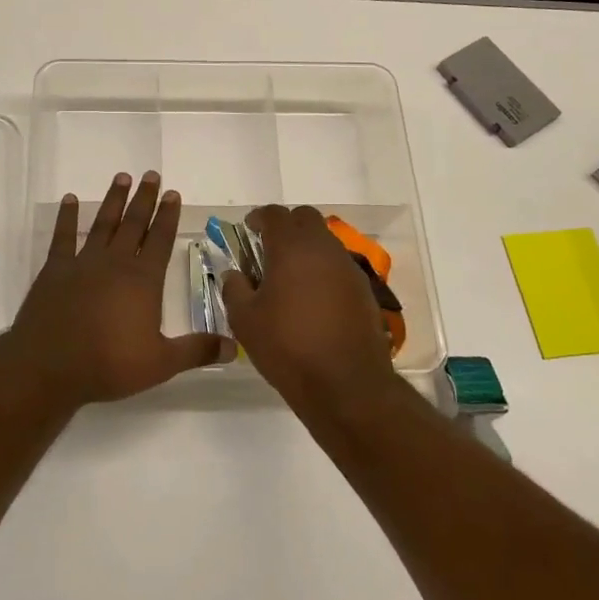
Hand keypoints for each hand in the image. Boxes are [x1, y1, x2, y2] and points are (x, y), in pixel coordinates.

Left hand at [8, 171, 222, 404]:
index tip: (173, 194)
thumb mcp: (161, 363)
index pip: (160, 240)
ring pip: (103, 224)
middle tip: (151, 175)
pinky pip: (63, 237)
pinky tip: (70, 200)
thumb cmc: (109, 364)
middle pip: (133, 224)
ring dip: (113, 200)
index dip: (168, 216)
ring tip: (122, 177)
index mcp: (143, 280)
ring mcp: (83, 263)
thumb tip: (234, 347)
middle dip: (144, 198)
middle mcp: (115, 263)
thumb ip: (196, 350)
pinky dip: (67, 217)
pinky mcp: (54, 270)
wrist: (50, 366)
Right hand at [219, 205, 395, 408]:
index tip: (248, 230)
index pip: (275, 214)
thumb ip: (234, 289)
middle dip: (286, 226)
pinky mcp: (364, 290)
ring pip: (325, 241)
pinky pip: (339, 266)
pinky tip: (312, 300)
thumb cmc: (288, 347)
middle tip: (268, 249)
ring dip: (306, 249)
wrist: (347, 385)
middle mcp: (324, 248)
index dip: (258, 218)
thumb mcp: (245, 320)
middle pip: (306, 218)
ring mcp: (348, 268)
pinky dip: (323, 271)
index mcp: (291, 247)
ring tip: (289, 278)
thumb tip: (234, 274)